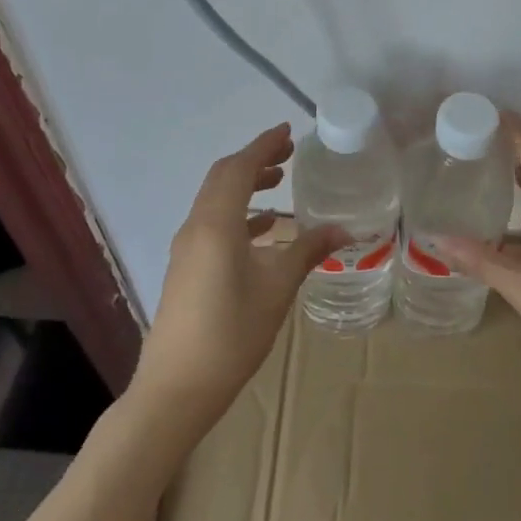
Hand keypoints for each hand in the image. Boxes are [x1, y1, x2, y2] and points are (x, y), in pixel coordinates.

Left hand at [132, 124, 346, 428]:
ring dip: (245, 185)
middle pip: (223, 178)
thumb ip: (307, 251)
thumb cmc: (231, 334)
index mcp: (216, 223)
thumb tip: (344, 229)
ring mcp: (187, 247)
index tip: (288, 131)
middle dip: (255, 160)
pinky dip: (238, 212)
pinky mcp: (186, 267)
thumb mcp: (277, 289)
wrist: (176, 389)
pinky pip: (213, 222)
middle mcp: (196, 226)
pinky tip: (264, 228)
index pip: (239, 168)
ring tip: (279, 182)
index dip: (263, 145)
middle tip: (289, 153)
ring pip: (216, 199)